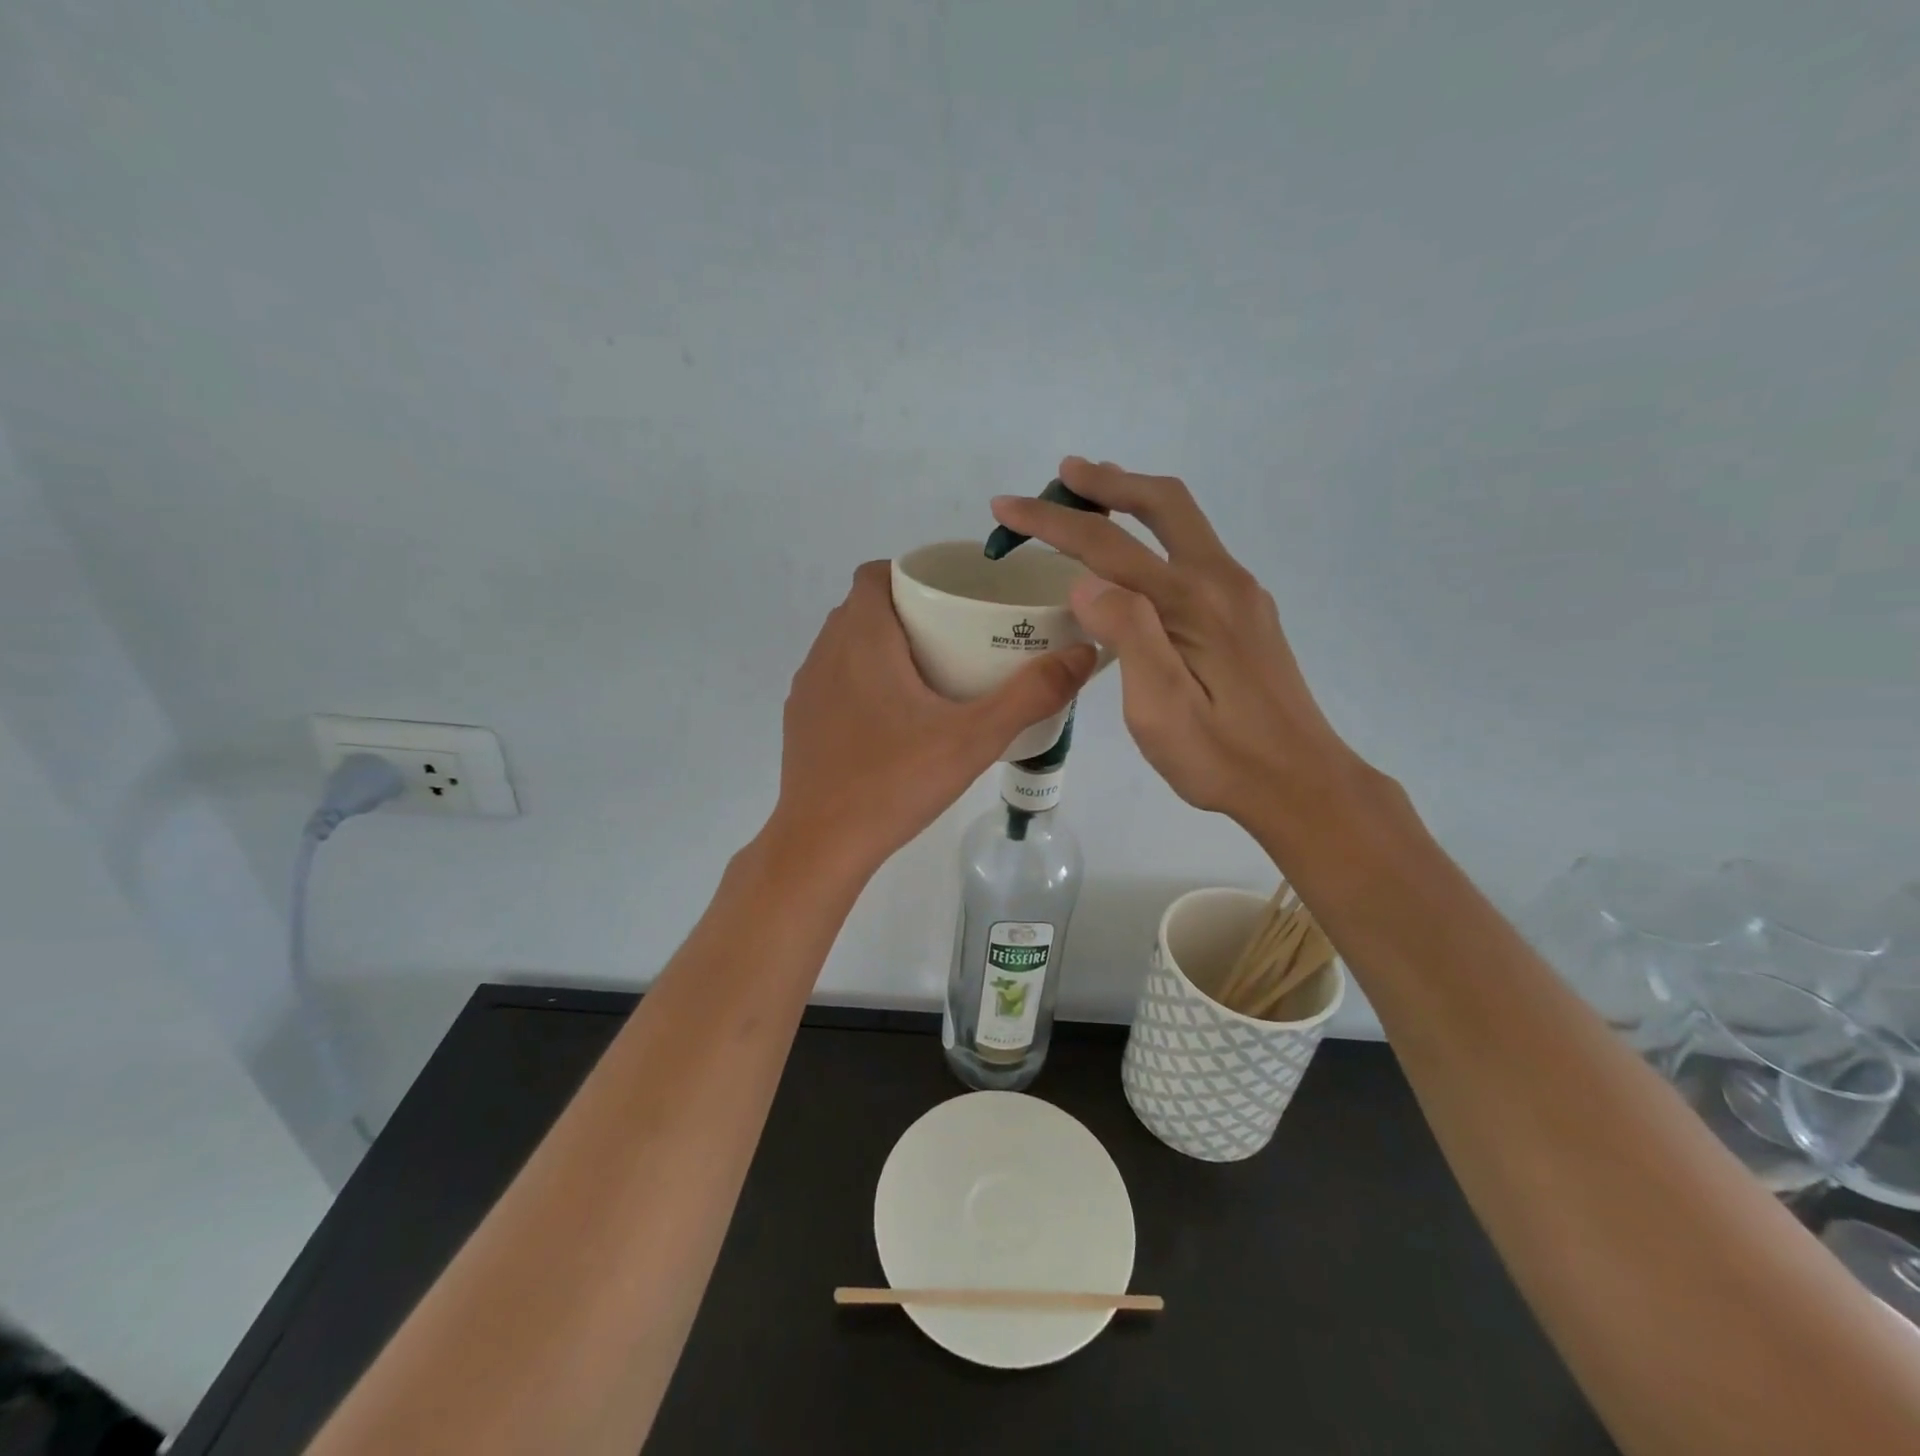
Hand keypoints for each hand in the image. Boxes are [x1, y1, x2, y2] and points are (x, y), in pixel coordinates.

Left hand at [769, 561, 1096, 878]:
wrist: (821, 844)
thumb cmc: (895, 781)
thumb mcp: (974, 739)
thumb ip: (1031, 694)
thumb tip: (1083, 653)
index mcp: (861, 638)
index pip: (875, 574)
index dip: (911, 575)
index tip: (950, 596)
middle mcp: (825, 653)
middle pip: (863, 608)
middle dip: (906, 611)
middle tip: (954, 636)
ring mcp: (807, 690)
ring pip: (844, 645)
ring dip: (880, 647)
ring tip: (929, 675)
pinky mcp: (799, 723)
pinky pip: (833, 681)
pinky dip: (860, 681)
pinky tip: (892, 720)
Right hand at [989, 458, 1370, 833]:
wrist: (1300, 782)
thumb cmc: (1220, 757)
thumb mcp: (1160, 709)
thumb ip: (1129, 635)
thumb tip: (1086, 582)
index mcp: (1192, 602)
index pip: (1109, 544)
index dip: (1052, 521)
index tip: (1005, 506)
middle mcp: (1221, 581)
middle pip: (1163, 504)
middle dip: (1108, 482)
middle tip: (1064, 473)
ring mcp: (1240, 594)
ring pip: (1183, 523)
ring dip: (1135, 501)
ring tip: (1093, 497)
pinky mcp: (1246, 613)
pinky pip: (1194, 551)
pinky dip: (1156, 533)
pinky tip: (1138, 558)